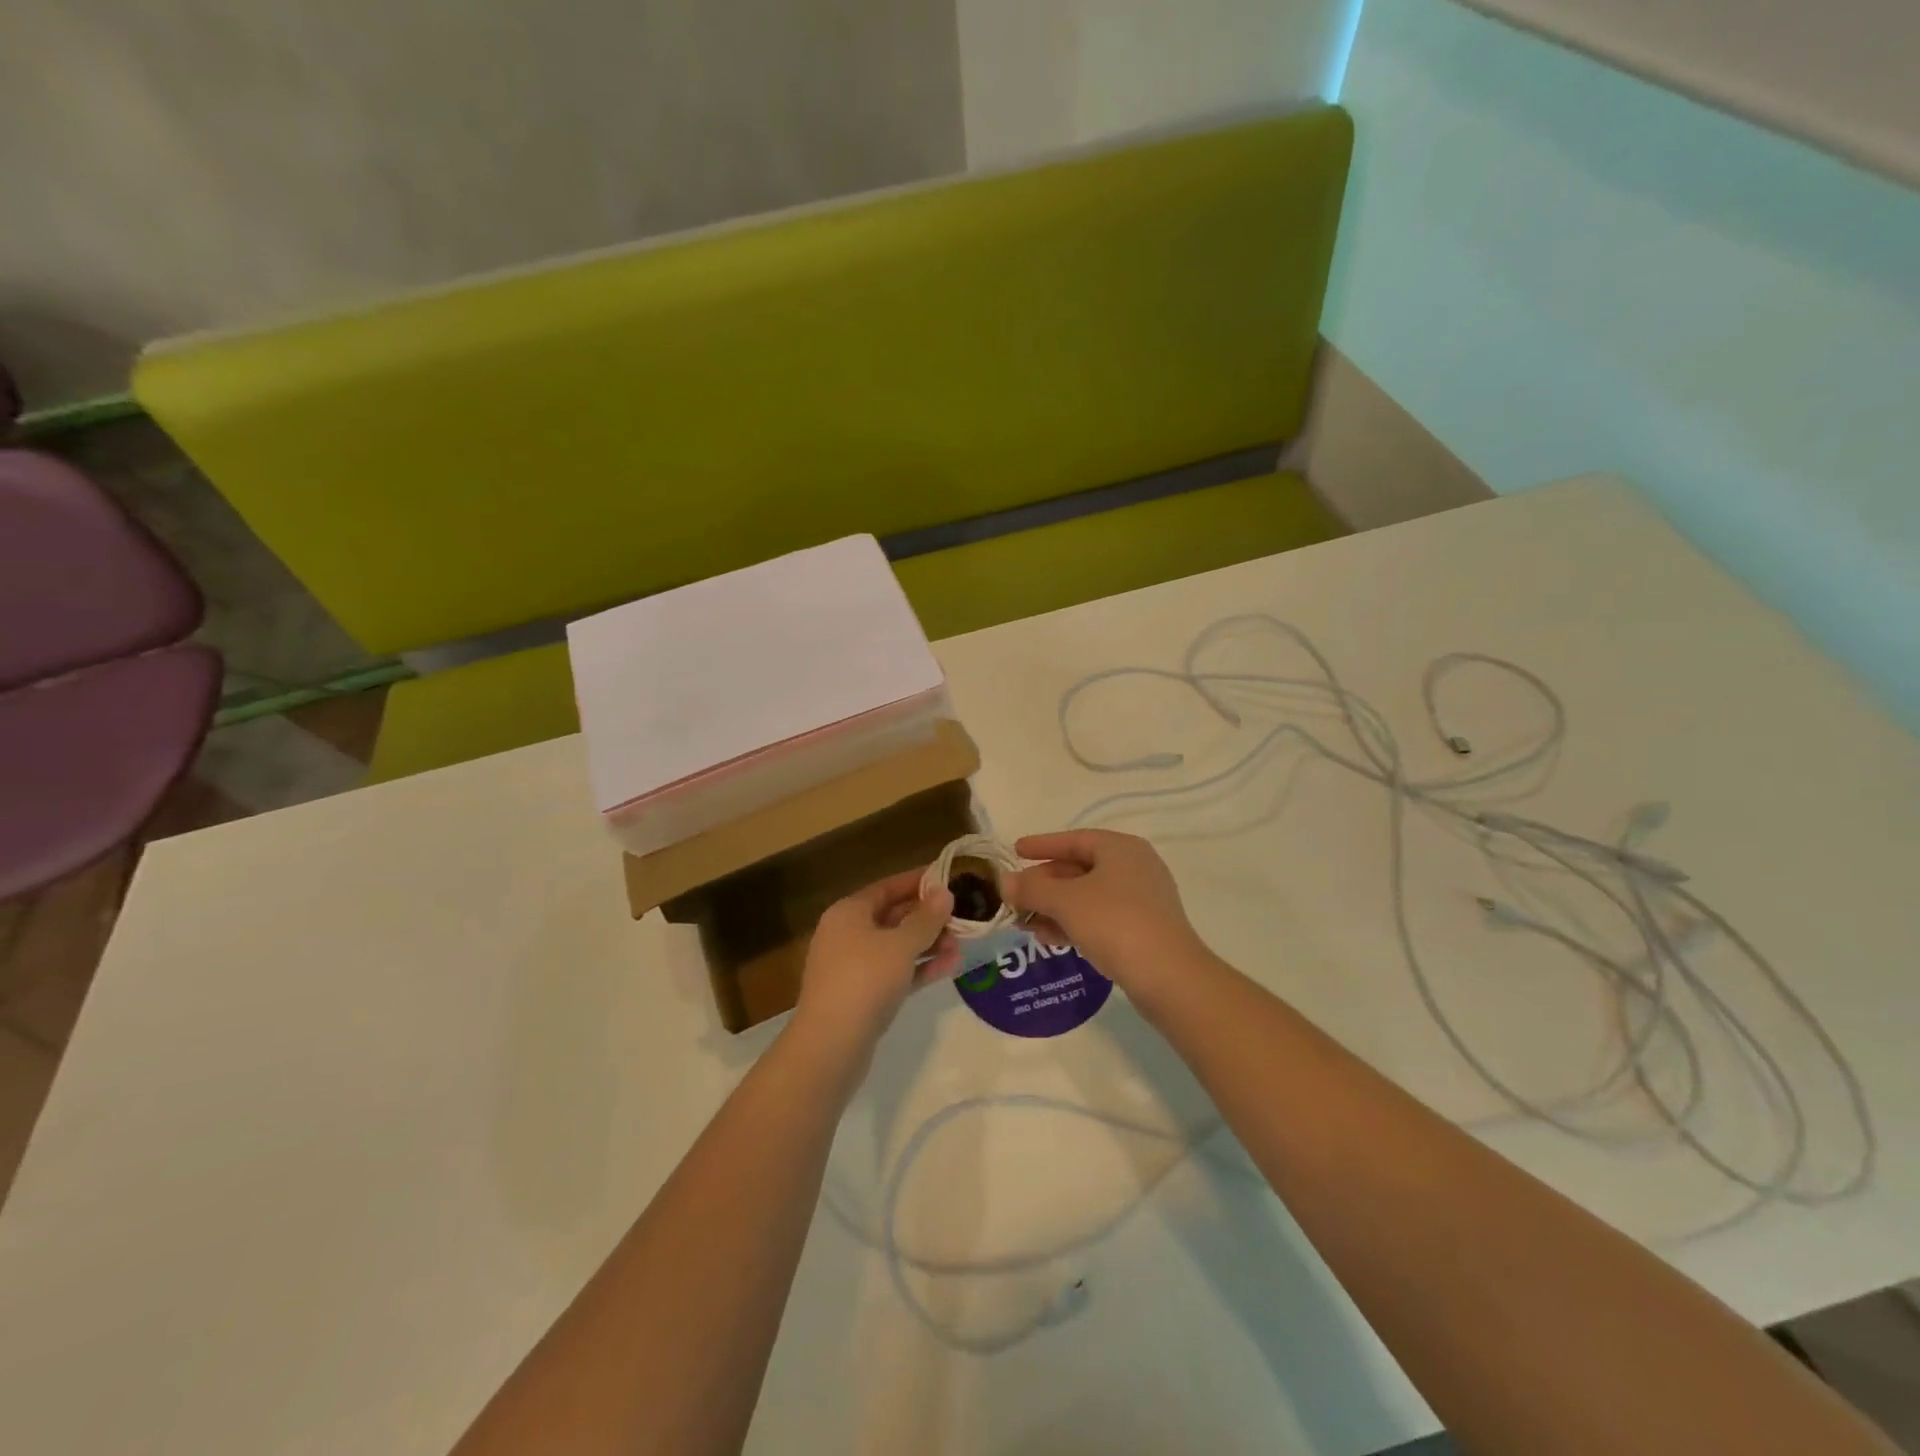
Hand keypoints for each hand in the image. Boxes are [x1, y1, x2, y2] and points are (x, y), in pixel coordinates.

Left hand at [793, 868, 958, 1054]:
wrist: (831, 1044)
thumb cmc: (865, 979)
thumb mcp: (901, 944)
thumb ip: (926, 918)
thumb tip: (944, 892)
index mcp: (849, 912)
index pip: (887, 887)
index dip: (917, 881)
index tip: (948, 877)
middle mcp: (847, 934)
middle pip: (892, 916)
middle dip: (928, 917)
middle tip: (962, 915)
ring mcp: (853, 967)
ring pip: (896, 947)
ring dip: (928, 944)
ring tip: (962, 944)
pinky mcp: (862, 996)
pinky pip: (895, 972)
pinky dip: (919, 968)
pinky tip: (950, 967)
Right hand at [1000, 830, 1209, 1008]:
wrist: (1169, 977)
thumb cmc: (1115, 924)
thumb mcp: (1065, 902)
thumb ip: (1031, 889)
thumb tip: (1003, 882)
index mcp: (1120, 849)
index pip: (1073, 839)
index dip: (1041, 845)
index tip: (1015, 851)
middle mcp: (1134, 867)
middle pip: (1079, 868)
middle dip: (1044, 884)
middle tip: (1015, 896)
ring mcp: (1142, 899)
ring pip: (1088, 896)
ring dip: (1055, 907)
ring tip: (1025, 923)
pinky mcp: (1143, 929)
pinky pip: (1100, 917)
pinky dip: (1074, 923)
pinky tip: (1050, 938)